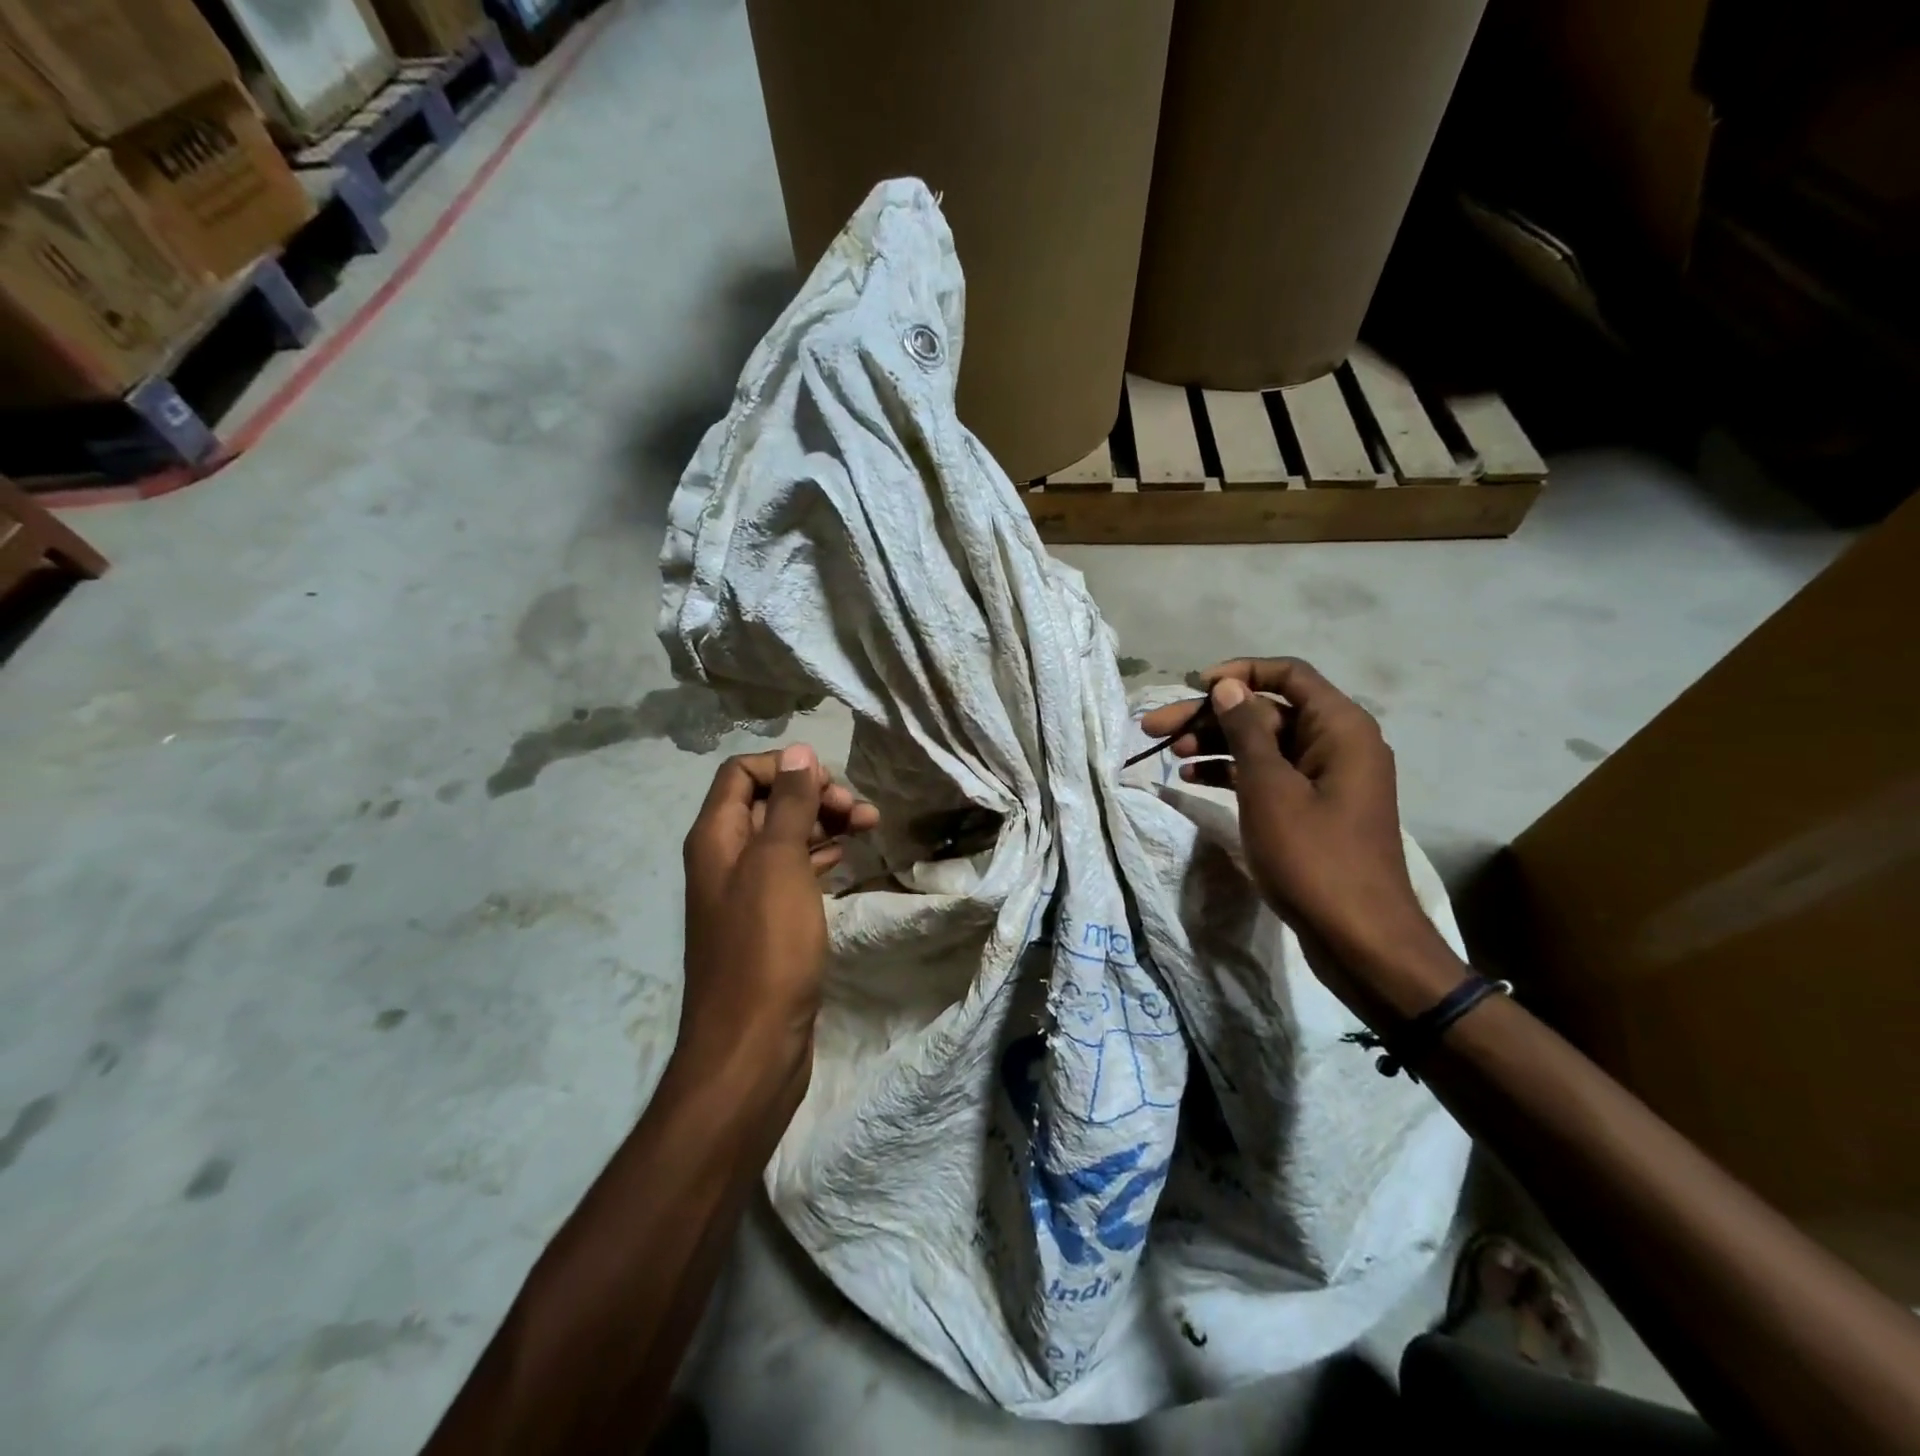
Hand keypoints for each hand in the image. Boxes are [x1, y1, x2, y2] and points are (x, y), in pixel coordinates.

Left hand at [680, 745, 878, 1085]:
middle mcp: (725, 858)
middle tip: (861, 812)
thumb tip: (798, 751)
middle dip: (814, 796)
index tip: (830, 788)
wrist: (752, 1045)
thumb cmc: (766, 947)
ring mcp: (747, 892)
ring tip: (870, 828)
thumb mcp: (779, 864)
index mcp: (716, 837)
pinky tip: (847, 857)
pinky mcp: (770, 921)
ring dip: (824, 824)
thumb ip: (788, 804)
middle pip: (767, 801)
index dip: (786, 768)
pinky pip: (794, 871)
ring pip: (785, 837)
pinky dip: (821, 855)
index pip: (742, 772)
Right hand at [1140, 659, 1463, 1016]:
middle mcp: (1337, 743)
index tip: (1193, 688)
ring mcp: (1325, 778)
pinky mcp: (1312, 808)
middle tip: (1155, 728)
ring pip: (1263, 745)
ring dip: (1216, 744)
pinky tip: (1193, 778)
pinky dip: (1233, 773)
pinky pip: (1268, 775)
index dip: (1238, 674)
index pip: (1287, 675)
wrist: (1360, 937)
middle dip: (1211, 716)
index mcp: (1339, 727)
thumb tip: (1226, 686)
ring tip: (1168, 755)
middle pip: (1267, 711)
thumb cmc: (1314, 856)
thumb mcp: (1270, 787)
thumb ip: (1246, 731)